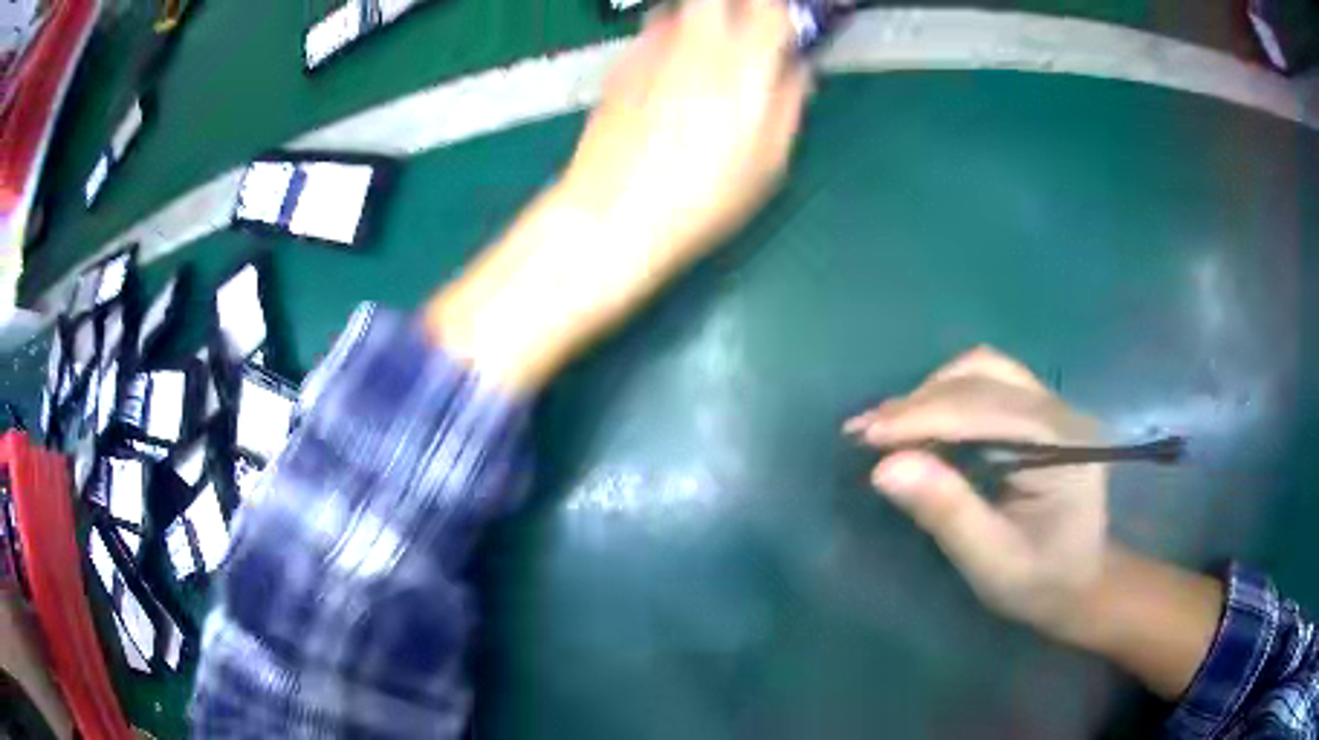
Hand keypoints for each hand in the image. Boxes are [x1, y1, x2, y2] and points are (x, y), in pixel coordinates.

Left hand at [558, 0, 810, 266]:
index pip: (768, 5)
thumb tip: (797, 70)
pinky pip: (651, 34)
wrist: (612, 213)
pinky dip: (668, 40)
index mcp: (743, 64)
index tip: (781, 23)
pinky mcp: (619, 65)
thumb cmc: (703, 198)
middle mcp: (697, 42)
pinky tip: (668, 77)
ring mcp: (651, 49)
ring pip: (679, 8)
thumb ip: (788, 104)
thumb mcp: (768, 163)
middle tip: (744, 26)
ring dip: (699, 16)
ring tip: (706, 51)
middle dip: (736, 4)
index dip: (777, 9)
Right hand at [844, 347, 1109, 641]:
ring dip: (932, 392)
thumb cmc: (1041, 582)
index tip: (866, 436)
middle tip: (865, 432)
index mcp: (1062, 443)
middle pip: (983, 377)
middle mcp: (1059, 410)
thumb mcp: (992, 562)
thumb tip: (885, 467)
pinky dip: (946, 397)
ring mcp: (1051, 406)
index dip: (923, 416)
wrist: (1082, 584)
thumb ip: (947, 512)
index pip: (985, 408)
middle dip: (920, 402)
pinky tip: (921, 423)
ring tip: (889, 426)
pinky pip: (987, 383)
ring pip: (984, 370)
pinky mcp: (1037, 413)